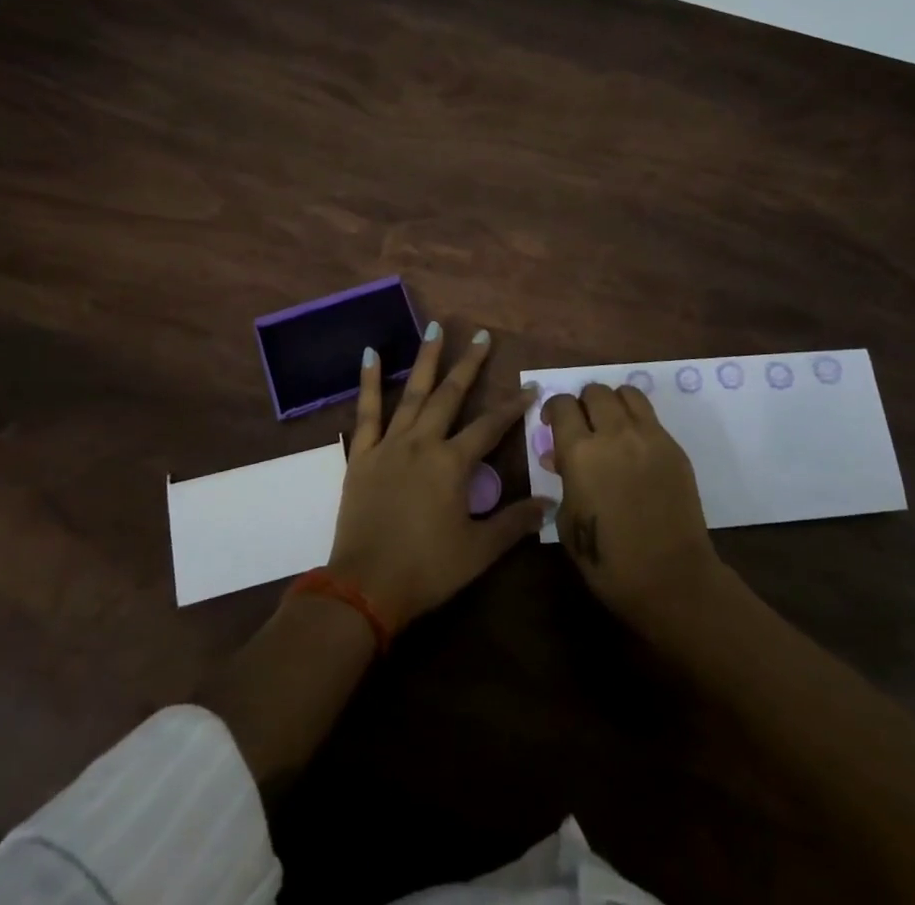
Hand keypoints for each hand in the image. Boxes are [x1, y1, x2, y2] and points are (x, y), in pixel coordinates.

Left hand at [326, 323, 547, 632]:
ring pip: (412, 392)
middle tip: (482, 336)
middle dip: (469, 365)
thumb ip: (515, 522)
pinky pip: (366, 411)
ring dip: (426, 359)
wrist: (365, 586)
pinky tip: (371, 353)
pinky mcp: (363, 454)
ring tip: (435, 328)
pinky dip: (369, 381)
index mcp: (452, 464)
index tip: (530, 387)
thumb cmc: (427, 569)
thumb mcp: (478, 550)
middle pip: (450, 395)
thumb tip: (551, 502)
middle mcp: (423, 443)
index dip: (513, 407)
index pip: (490, 427)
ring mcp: (390, 444)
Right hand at [543, 383, 722, 630]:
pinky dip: (636, 419)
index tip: (551, 422)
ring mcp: (648, 437)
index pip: (562, 405)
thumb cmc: (608, 560)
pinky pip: (650, 416)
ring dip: (612, 402)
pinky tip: (634, 445)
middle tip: (582, 424)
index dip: (553, 409)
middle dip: (583, 403)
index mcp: (580, 452)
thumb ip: (562, 480)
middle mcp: (614, 434)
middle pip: (594, 391)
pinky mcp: (673, 447)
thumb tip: (556, 457)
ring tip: (610, 424)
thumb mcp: (568, 521)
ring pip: (626, 393)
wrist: (670, 578)